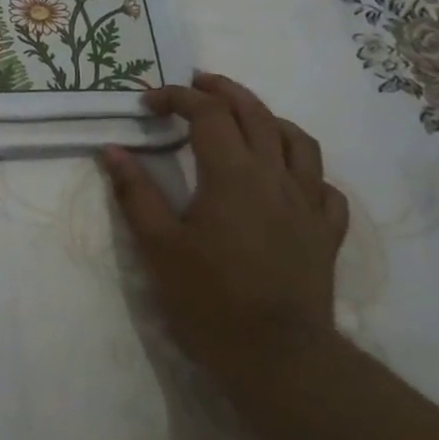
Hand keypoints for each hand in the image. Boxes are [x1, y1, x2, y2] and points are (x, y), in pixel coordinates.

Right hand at [100, 73, 348, 378]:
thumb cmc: (209, 298)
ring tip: (245, 117)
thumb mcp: (158, 245)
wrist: (278, 356)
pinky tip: (287, 179)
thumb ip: (135, 192)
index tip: (147, 103)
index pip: (206, 113)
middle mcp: (275, 177)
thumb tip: (112, 150)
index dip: (176, 98)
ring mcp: (308, 204)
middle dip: (223, 91)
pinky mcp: (326, 233)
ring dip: (268, 118)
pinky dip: (303, 170)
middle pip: (255, 114)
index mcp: (232, 174)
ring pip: (298, 141)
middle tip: (197, 83)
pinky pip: (324, 186)